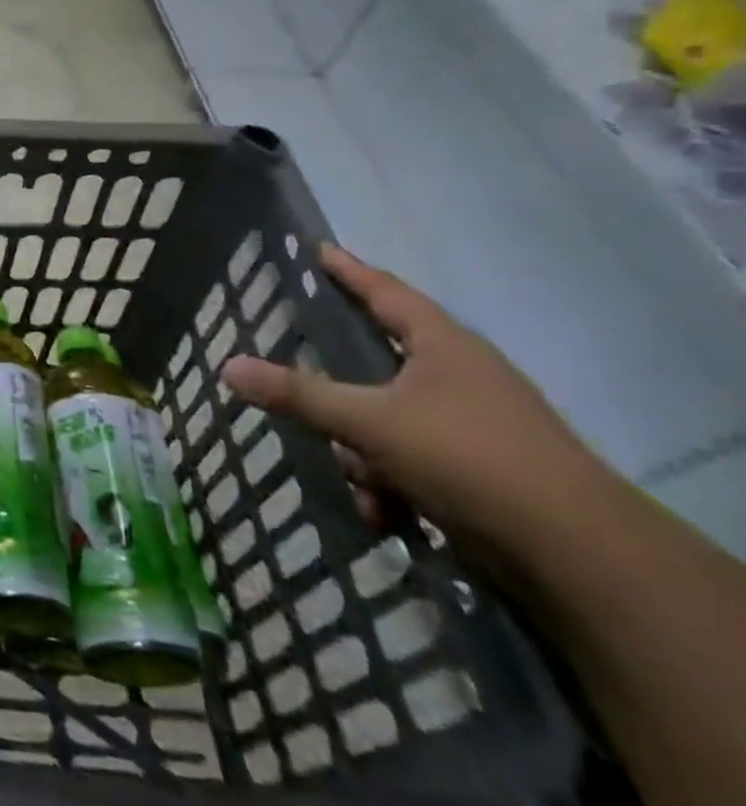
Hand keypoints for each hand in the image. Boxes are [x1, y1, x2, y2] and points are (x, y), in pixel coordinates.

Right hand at [221, 246, 612, 564]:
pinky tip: (386, 515)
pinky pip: (413, 461)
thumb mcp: (369, 422)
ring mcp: (475, 425)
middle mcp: (461, 376)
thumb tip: (228, 366)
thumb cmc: (468, 458)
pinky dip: (393, 485)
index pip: (386, 292)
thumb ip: (298, 394)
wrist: (578, 556)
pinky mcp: (482, 471)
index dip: (349, 270)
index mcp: (443, 346)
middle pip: (380, 363)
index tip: (318, 249)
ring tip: (360, 486)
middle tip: (298, 378)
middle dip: (338, 391)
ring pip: (389, 420)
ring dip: (364, 453)